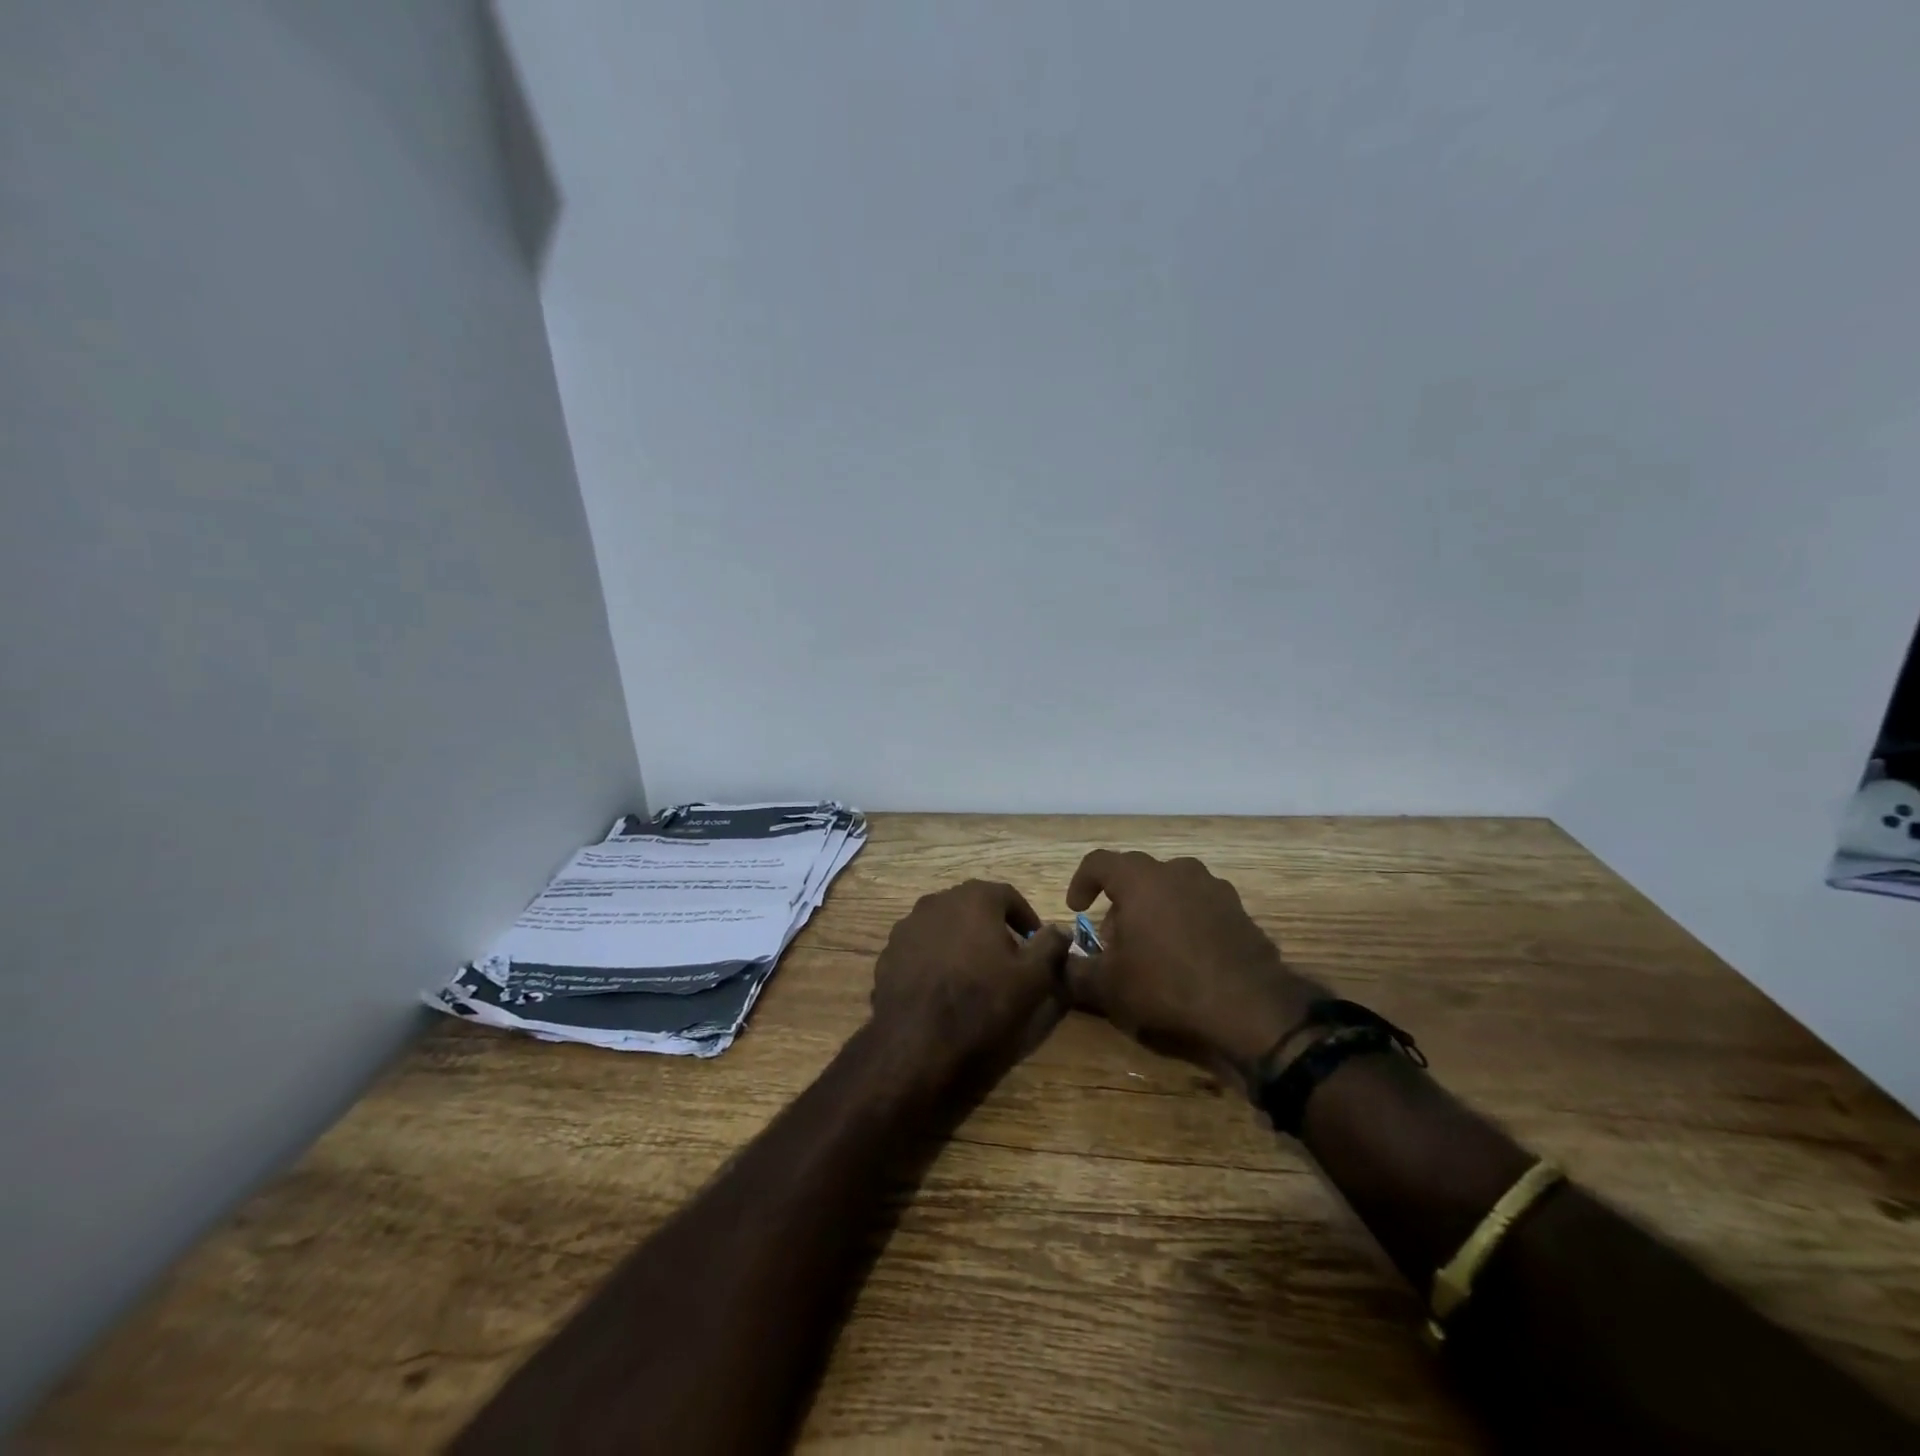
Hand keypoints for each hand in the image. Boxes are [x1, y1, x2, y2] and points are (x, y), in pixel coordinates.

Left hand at [870, 880, 1072, 1084]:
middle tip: (1009, 959)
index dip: (1026, 919)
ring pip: (945, 926)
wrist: (917, 1042)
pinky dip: (937, 959)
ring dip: (963, 941)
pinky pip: (922, 948)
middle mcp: (937, 901)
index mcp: (973, 898)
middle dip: (993, 927)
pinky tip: (944, 988)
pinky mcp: (889, 953)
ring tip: (975, 974)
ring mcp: (907, 926)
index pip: (1008, 895)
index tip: (1036, 943)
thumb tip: (1060, 929)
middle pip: (973, 907)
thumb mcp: (1033, 977)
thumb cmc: (982, 1002)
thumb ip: (1050, 946)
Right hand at [1065, 850, 1324, 1095]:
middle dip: (1119, 904)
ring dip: (1154, 911)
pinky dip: (1185, 924)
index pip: (1098, 862)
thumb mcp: (1107, 986)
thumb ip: (1076, 971)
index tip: (1076, 908)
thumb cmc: (1165, 984)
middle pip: (1137, 876)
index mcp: (1139, 878)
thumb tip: (1061, 963)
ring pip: (1171, 890)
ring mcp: (1214, 888)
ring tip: (1151, 949)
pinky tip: (1186, 959)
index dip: (1081, 882)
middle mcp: (1177, 871)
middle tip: (1114, 941)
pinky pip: (1200, 908)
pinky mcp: (1239, 911)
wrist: (1249, 1006)